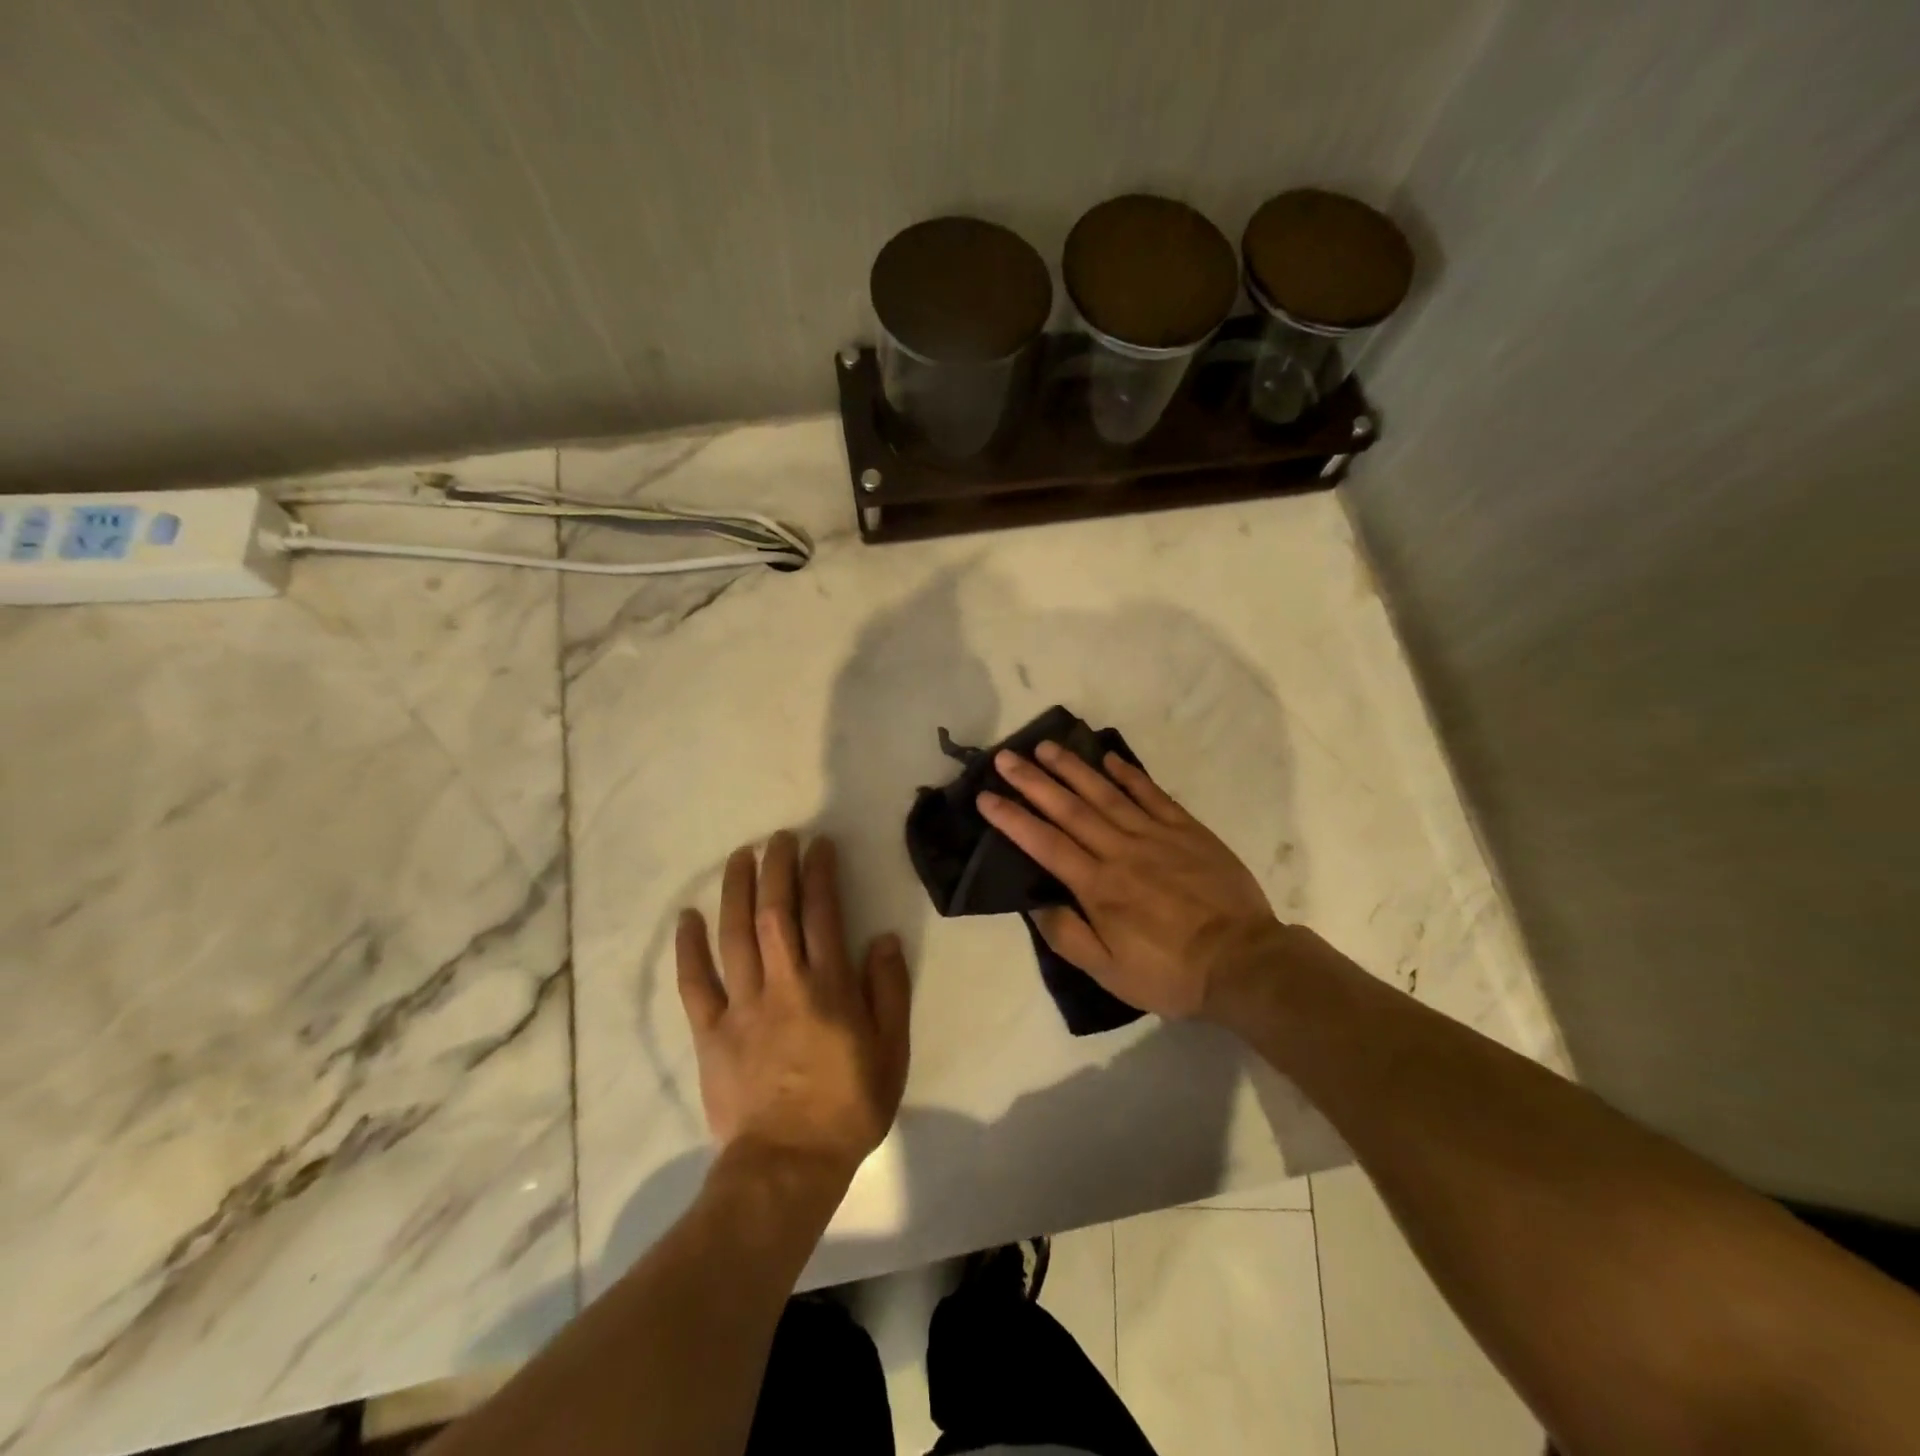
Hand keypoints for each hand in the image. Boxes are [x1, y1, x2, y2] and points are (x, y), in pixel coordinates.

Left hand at [676, 832, 911, 1179]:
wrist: (788, 1165)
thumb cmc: (848, 1107)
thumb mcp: (892, 1052)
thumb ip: (889, 991)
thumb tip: (883, 938)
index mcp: (829, 988)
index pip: (823, 914)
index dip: (820, 874)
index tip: (818, 845)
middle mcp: (783, 985)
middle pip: (775, 913)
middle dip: (777, 868)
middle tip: (778, 837)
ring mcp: (742, 1007)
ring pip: (735, 936)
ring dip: (736, 891)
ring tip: (739, 857)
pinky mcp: (711, 1033)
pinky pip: (695, 984)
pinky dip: (688, 949)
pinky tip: (686, 917)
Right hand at [977, 743, 1283, 1020]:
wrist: (1243, 962)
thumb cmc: (1170, 972)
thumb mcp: (1109, 972)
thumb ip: (1068, 936)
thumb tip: (1035, 903)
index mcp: (1098, 887)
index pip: (1045, 844)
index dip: (1013, 819)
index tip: (986, 796)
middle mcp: (1121, 851)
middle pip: (1070, 809)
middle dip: (1034, 781)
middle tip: (1007, 757)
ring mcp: (1156, 836)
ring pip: (1106, 793)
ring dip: (1074, 768)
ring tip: (1047, 747)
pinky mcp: (1187, 830)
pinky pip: (1152, 794)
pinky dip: (1129, 774)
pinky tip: (1110, 757)